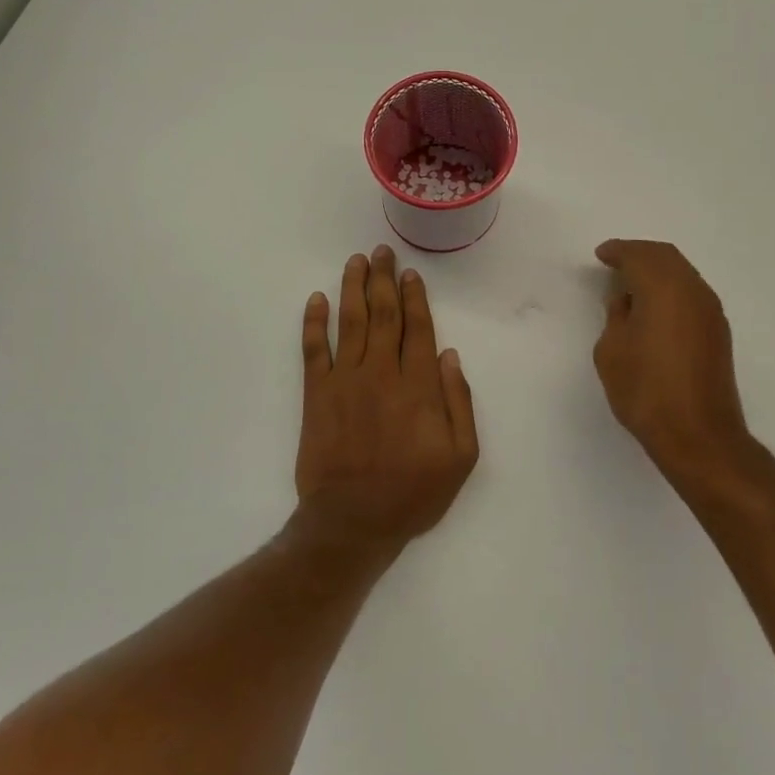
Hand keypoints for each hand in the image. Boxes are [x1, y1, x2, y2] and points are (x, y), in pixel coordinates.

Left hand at [295, 245, 477, 557]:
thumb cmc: (412, 493)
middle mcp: (381, 372)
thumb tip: (449, 354)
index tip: (411, 273)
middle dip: (383, 279)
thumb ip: (459, 402)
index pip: (417, 328)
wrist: (351, 523)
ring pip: (350, 322)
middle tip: (382, 252)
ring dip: (353, 287)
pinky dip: (314, 322)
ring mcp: (345, 380)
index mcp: (418, 386)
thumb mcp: (460, 457)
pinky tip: (316, 299)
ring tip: (356, 261)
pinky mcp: (316, 395)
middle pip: (383, 314)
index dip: (415, 297)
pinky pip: (313, 350)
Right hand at [593, 240, 754, 491]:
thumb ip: (616, 316)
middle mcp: (693, 291)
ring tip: (631, 284)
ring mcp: (710, 312)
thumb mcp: (612, 350)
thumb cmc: (646, 390)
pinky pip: (691, 293)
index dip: (618, 251)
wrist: (698, 436)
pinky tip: (653, 306)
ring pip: (682, 273)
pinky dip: (670, 289)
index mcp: (664, 289)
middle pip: (666, 257)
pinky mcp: (718, 332)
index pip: (639, 255)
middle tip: (615, 261)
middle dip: (639, 254)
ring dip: (657, 271)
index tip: (601, 254)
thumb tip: (627, 301)